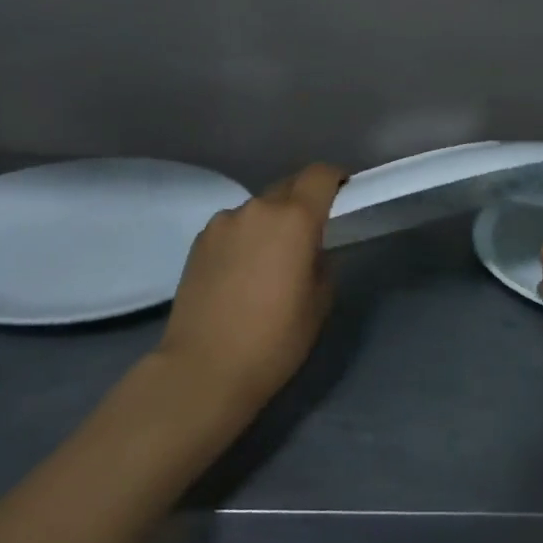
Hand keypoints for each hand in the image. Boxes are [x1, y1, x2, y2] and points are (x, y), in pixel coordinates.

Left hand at [159, 164, 345, 413]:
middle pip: (288, 187)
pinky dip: (246, 238)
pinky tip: (242, 273)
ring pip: (258, 209)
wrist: (204, 368)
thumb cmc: (275, 338)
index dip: (336, 178)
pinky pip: (234, 227)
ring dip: (272, 222)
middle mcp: (257, 209)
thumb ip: (321, 261)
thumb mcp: (320, 302)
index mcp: (294, 219)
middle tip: (311, 235)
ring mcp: (223, 223)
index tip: (344, 193)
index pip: (320, 175)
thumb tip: (309, 251)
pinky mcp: (199, 242)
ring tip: (271, 261)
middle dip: (304, 202)